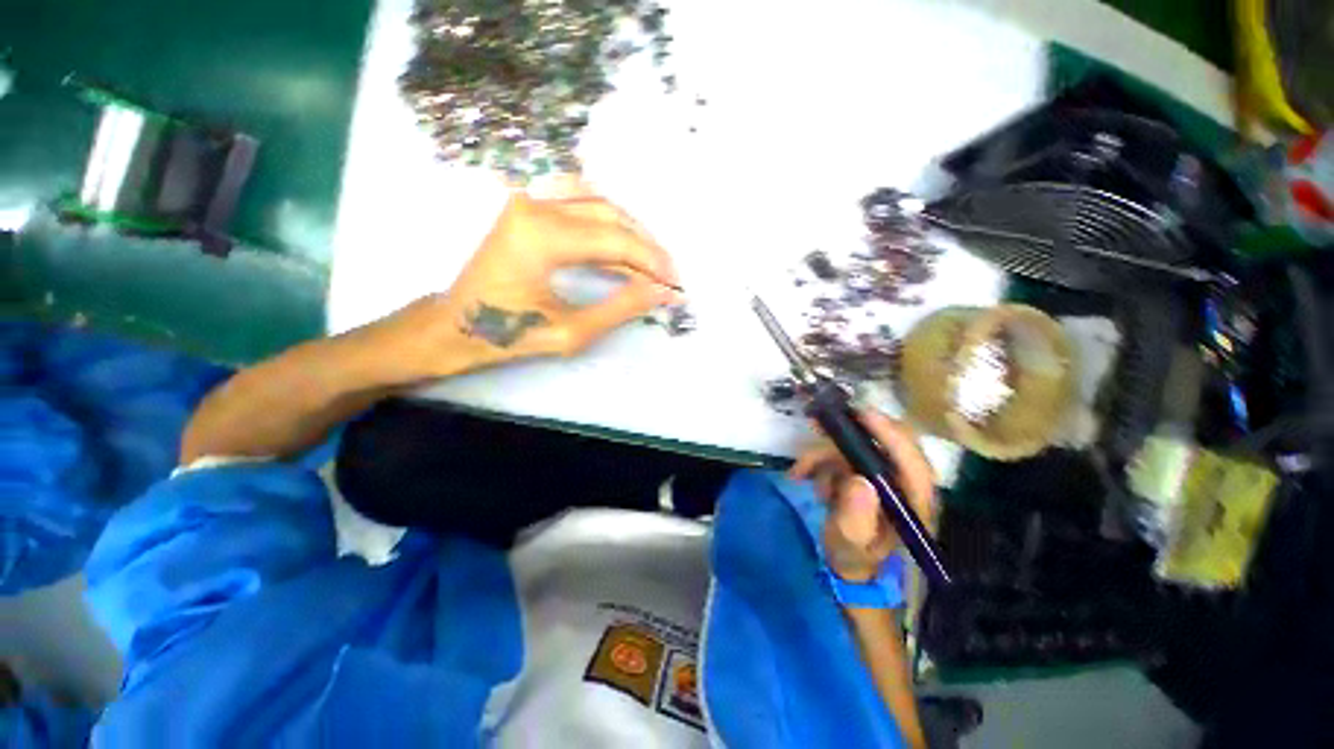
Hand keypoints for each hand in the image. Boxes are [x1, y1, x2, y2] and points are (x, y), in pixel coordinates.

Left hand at [372, 190, 681, 380]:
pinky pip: (581, 203)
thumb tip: (662, 292)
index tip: (675, 284)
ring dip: (631, 232)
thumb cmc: (507, 333)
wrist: (454, 325)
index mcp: (541, 236)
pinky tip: (623, 247)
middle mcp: (535, 204)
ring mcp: (528, 200)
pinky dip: (608, 224)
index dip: (652, 262)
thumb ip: (621, 308)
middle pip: (611, 215)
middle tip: (668, 276)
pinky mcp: (528, 206)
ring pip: (599, 203)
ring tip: (651, 263)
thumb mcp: (571, 332)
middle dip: (647, 247)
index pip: (616, 240)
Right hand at [789, 411, 936, 582]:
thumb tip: (860, 481)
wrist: (847, 562)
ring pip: (856, 448)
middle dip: (849, 435)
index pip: (914, 463)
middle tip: (819, 426)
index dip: (892, 436)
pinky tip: (803, 474)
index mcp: (914, 503)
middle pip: (886, 444)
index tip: (864, 416)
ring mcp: (884, 475)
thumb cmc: (853, 556)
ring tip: (804, 473)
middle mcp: (904, 484)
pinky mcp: (865, 471)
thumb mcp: (850, 544)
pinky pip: (841, 454)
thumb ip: (856, 519)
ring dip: (825, 456)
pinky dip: (819, 460)